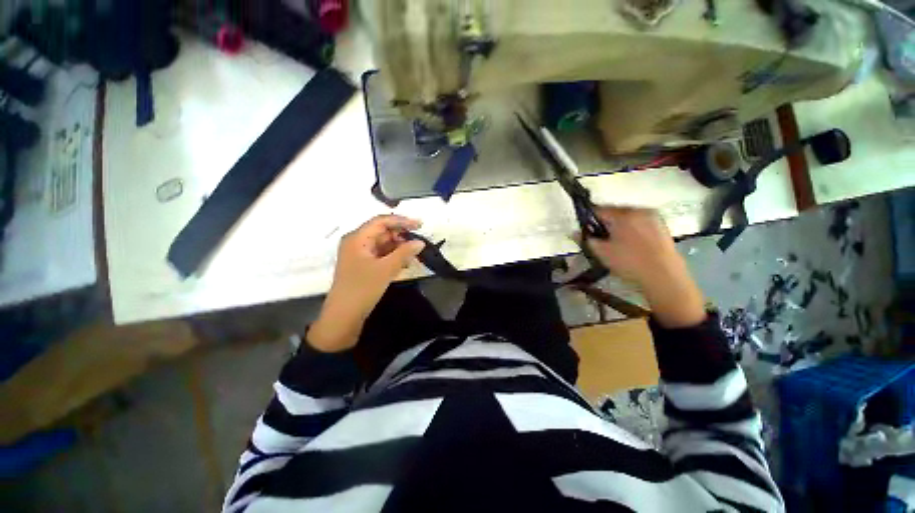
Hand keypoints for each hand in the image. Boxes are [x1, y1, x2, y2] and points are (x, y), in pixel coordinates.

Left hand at [307, 215, 425, 351]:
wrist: (344, 316)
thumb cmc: (362, 289)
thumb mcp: (386, 269)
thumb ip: (404, 253)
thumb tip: (420, 242)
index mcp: (357, 238)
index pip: (381, 221)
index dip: (402, 221)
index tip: (420, 225)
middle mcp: (357, 242)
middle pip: (382, 232)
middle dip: (401, 236)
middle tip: (419, 243)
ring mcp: (360, 254)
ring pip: (383, 244)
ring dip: (399, 248)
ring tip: (415, 255)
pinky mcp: (364, 265)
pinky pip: (381, 255)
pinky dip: (394, 257)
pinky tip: (405, 263)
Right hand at [583, 207, 706, 327]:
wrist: (665, 277)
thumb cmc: (629, 263)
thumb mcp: (602, 253)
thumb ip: (586, 239)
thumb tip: (574, 232)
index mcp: (623, 214)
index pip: (599, 210)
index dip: (589, 219)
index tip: (585, 230)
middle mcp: (640, 210)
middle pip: (615, 212)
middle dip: (605, 222)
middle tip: (600, 238)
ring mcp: (654, 218)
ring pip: (629, 217)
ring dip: (619, 226)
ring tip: (616, 242)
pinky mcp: (663, 227)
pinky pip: (641, 223)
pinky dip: (632, 229)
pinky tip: (631, 245)